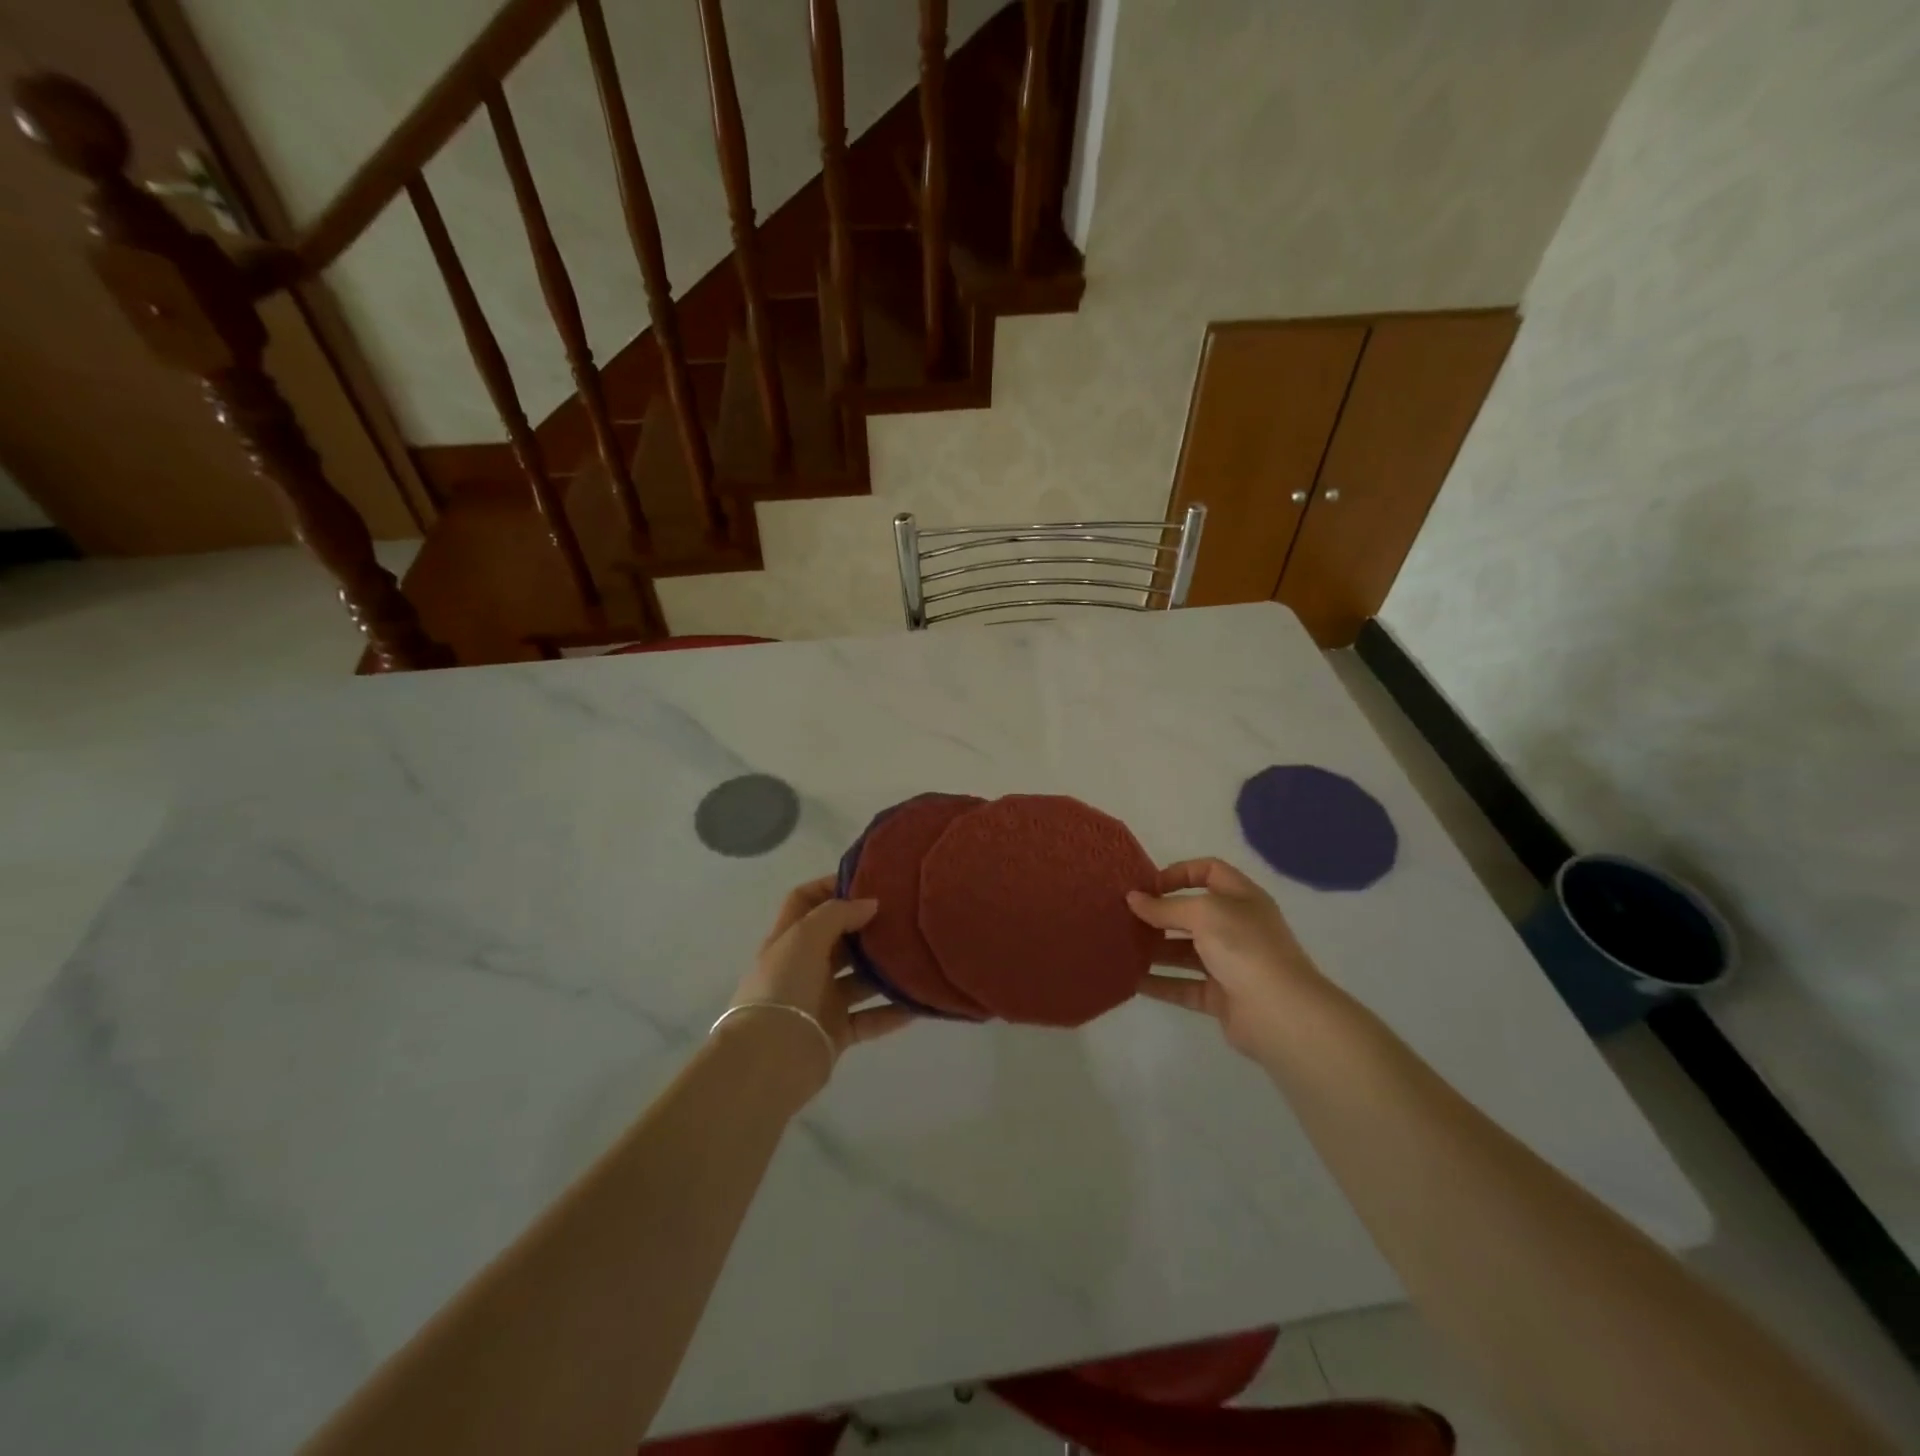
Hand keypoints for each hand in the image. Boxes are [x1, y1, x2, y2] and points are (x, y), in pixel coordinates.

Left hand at [728, 877, 916, 1065]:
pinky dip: (892, 1012)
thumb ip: (838, 914)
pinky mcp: (836, 1032)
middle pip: (838, 939)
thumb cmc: (783, 986)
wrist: (769, 1058)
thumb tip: (870, 904)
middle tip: (903, 916)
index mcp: (789, 939)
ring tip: (917, 956)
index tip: (867, 879)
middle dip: (866, 927)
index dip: (830, 885)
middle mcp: (804, 967)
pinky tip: (918, 1003)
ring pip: (859, 980)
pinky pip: (870, 1018)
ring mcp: (820, 1001)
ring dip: (884, 970)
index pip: (805, 900)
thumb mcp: (804, 937)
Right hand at [1127, 857, 1326, 1057]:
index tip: (1149, 886)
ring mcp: (1230, 964)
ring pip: (1185, 952)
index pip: (1209, 872)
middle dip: (1160, 914)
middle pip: (1193, 914)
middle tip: (1125, 917)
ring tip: (1122, 947)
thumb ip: (1165, 907)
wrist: (1281, 1013)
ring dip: (1156, 949)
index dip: (1180, 873)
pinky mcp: (1221, 998)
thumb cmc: (1244, 947)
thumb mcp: (1203, 913)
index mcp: (1241, 898)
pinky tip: (1132, 980)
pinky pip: (1184, 986)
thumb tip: (1133, 898)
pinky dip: (1160, 983)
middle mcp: (1237, 928)